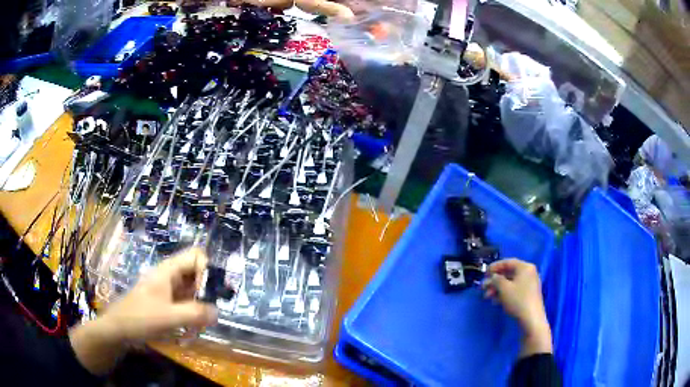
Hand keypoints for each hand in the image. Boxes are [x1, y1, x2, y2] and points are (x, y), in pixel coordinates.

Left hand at [70, 248, 217, 374]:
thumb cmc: (139, 318)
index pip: (196, 256)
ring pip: (192, 293)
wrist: (118, 330)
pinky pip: (185, 306)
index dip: (207, 271)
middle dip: (205, 296)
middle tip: (207, 317)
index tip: (208, 295)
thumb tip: (218, 311)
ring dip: (199, 311)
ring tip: (196, 331)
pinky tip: (188, 334)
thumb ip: (195, 313)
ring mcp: (168, 291)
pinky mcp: (166, 304)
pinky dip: (191, 318)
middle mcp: (170, 277)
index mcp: (168, 271)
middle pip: (197, 275)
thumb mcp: (168, 317)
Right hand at [482, 258, 552, 356]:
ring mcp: (529, 284)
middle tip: (483, 288)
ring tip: (487, 297)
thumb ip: (496, 279)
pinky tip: (496, 301)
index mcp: (525, 267)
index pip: (507, 262)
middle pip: (508, 273)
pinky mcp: (528, 294)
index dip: (494, 267)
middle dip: (495, 281)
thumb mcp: (504, 288)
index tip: (484, 273)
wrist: (531, 319)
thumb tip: (493, 277)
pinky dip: (504, 293)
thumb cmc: (518, 300)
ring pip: (510, 283)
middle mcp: (529, 273)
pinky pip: (514, 289)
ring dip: (498, 289)